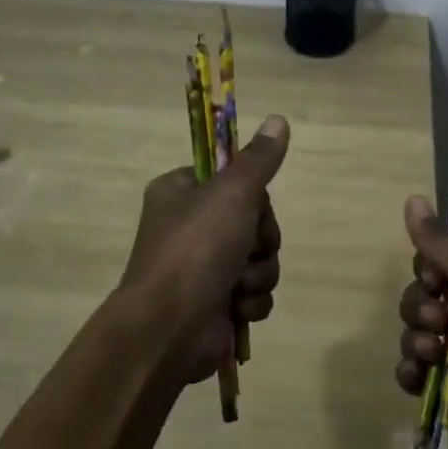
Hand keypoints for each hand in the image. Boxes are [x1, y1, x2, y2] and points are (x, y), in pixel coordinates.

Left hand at [118, 116, 289, 385]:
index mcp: (181, 191)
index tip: (253, 205)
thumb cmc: (196, 249)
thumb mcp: (233, 193)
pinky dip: (250, 301)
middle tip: (246, 249)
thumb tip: (279, 119)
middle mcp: (189, 226)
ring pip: (259, 259)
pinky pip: (253, 293)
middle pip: (254, 221)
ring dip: (257, 274)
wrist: (168, 329)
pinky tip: (236, 309)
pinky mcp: (215, 304)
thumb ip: (259, 159)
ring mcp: (201, 267)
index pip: (235, 179)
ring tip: (236, 285)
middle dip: (260, 241)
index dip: (254, 196)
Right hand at [395, 194, 447, 448]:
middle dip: (420, 305)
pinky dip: (412, 370)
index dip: (428, 267)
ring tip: (435, 350)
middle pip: (421, 295)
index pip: (439, 262)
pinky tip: (421, 372)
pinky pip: (413, 370)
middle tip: (439, 316)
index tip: (435, 274)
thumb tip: (412, 196)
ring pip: (414, 332)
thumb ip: (438, 240)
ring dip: (417, 338)